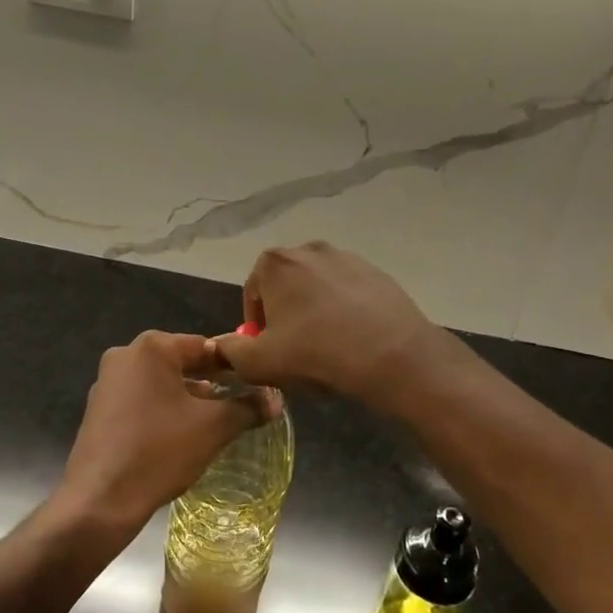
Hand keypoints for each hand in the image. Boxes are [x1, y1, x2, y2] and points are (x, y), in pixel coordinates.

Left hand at [55, 332, 259, 542]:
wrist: (99, 501)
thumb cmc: (159, 452)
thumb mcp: (213, 428)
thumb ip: (248, 407)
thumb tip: (276, 400)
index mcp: (151, 347)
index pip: (205, 347)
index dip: (234, 366)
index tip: (256, 386)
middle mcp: (125, 355)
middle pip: (181, 363)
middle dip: (211, 383)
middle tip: (239, 406)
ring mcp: (107, 382)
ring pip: (161, 383)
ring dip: (187, 399)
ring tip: (213, 424)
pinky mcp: (98, 409)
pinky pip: (141, 400)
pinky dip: (163, 411)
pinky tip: (178, 438)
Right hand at [212, 243, 445, 406]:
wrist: (392, 355)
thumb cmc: (316, 353)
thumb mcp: (259, 363)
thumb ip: (229, 352)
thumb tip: (220, 346)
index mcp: (275, 262)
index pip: (253, 293)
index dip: (257, 326)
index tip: (268, 352)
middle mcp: (309, 249)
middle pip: (287, 287)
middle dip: (287, 316)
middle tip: (296, 352)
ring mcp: (347, 258)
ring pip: (319, 289)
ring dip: (316, 313)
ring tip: (327, 348)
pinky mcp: (377, 272)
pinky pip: (350, 293)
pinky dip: (346, 312)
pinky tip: (354, 340)